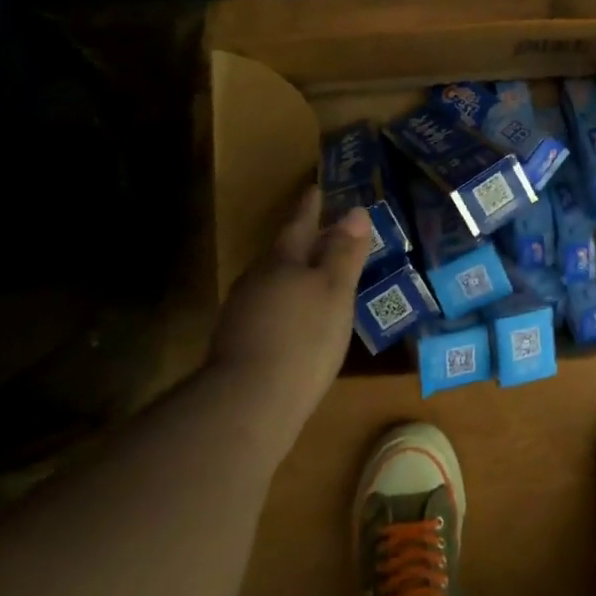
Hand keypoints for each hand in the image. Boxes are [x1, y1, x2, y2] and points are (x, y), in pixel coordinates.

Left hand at [207, 188, 371, 434]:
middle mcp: (257, 281)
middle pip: (283, 253)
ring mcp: (243, 315)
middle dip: (304, 242)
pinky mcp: (239, 347)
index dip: (310, 207)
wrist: (246, 406)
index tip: (315, 188)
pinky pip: (269, 312)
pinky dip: (287, 307)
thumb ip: (344, 252)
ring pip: (273, 283)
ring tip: (317, 279)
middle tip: (325, 232)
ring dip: (295, 277)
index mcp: (281, 261)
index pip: (299, 224)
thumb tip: (355, 211)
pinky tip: (300, 323)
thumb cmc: (302, 337)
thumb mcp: (334, 291)